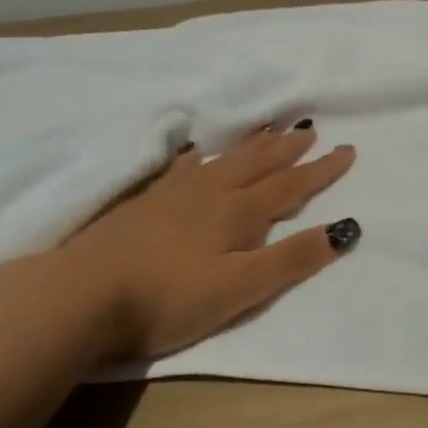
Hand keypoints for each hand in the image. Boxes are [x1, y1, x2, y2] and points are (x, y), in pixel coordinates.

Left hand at [59, 122, 358, 360]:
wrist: (79, 295)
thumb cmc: (168, 298)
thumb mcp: (240, 288)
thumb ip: (291, 259)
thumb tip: (345, 229)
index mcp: (239, 212)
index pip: (290, 186)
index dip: (321, 170)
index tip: (347, 150)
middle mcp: (211, 192)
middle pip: (258, 164)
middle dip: (288, 149)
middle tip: (309, 129)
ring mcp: (174, 193)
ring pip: (224, 159)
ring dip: (251, 145)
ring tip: (268, 130)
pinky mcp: (143, 202)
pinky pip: (182, 168)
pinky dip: (200, 157)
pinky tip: (197, 155)